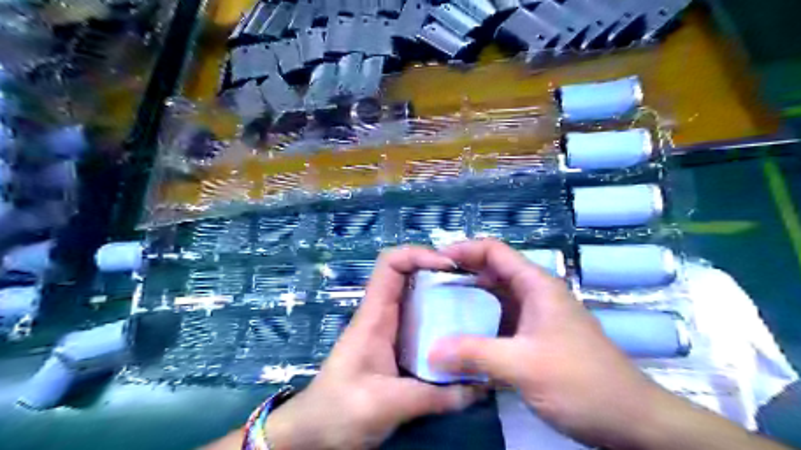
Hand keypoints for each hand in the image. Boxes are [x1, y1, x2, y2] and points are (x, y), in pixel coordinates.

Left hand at [266, 245, 484, 449]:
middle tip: (474, 285)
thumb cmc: (340, 409)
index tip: (450, 266)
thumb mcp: (387, 403)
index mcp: (374, 315)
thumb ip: (434, 396)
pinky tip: (463, 337)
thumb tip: (479, 386)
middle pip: (410, 275)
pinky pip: (423, 322)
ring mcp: (391, 330)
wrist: (315, 431)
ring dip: (445, 296)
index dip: (419, 254)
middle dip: (441, 273)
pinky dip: (443, 321)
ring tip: (476, 306)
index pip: (391, 263)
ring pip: (419, 298)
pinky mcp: (398, 347)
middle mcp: (383, 315)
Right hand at [429, 239, 666, 446]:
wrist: (629, 421)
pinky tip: (459, 338)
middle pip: (491, 272)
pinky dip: (478, 325)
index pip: (494, 251)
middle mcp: (534, 294)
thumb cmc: (581, 382)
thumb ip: (475, 354)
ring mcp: (534, 317)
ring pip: (494, 299)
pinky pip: (499, 322)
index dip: (464, 249)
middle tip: (428, 288)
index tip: (434, 260)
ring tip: (436, 310)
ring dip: (467, 302)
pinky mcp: (533, 338)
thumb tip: (431, 351)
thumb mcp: (524, 365)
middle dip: (460, 276)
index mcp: (536, 285)